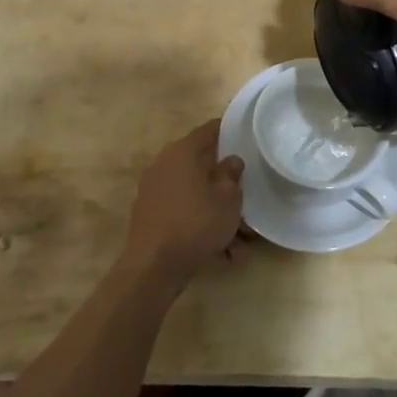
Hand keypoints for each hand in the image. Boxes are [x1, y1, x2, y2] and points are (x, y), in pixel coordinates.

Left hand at [123, 122, 244, 286]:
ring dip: (216, 211)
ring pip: (194, 193)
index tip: (246, 138)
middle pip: (201, 165)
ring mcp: (153, 190)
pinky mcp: (149, 215)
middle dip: (224, 182)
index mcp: (183, 151)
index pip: (209, 130)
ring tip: (240, 240)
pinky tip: (222, 252)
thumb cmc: (196, 223)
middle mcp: (164, 164)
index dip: (229, 131)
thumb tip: (231, 160)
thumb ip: (232, 175)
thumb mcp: (228, 199)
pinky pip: (183, 212)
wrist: (152, 267)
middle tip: (245, 196)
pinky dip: (201, 225)